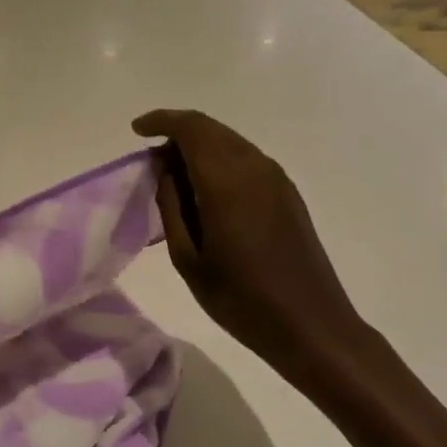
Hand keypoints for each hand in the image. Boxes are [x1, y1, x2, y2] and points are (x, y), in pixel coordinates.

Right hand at [133, 109, 375, 394]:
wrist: (310, 325)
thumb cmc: (239, 297)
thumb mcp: (188, 257)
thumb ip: (172, 204)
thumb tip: (164, 167)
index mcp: (227, 180)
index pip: (190, 128)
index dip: (161, 121)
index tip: (136, 131)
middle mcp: (255, 167)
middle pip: (211, 129)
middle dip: (178, 133)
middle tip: (151, 161)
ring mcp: (276, 179)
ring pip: (230, 142)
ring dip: (199, 147)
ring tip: (174, 178)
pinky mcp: (288, 194)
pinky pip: (246, 160)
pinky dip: (219, 161)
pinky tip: (206, 192)